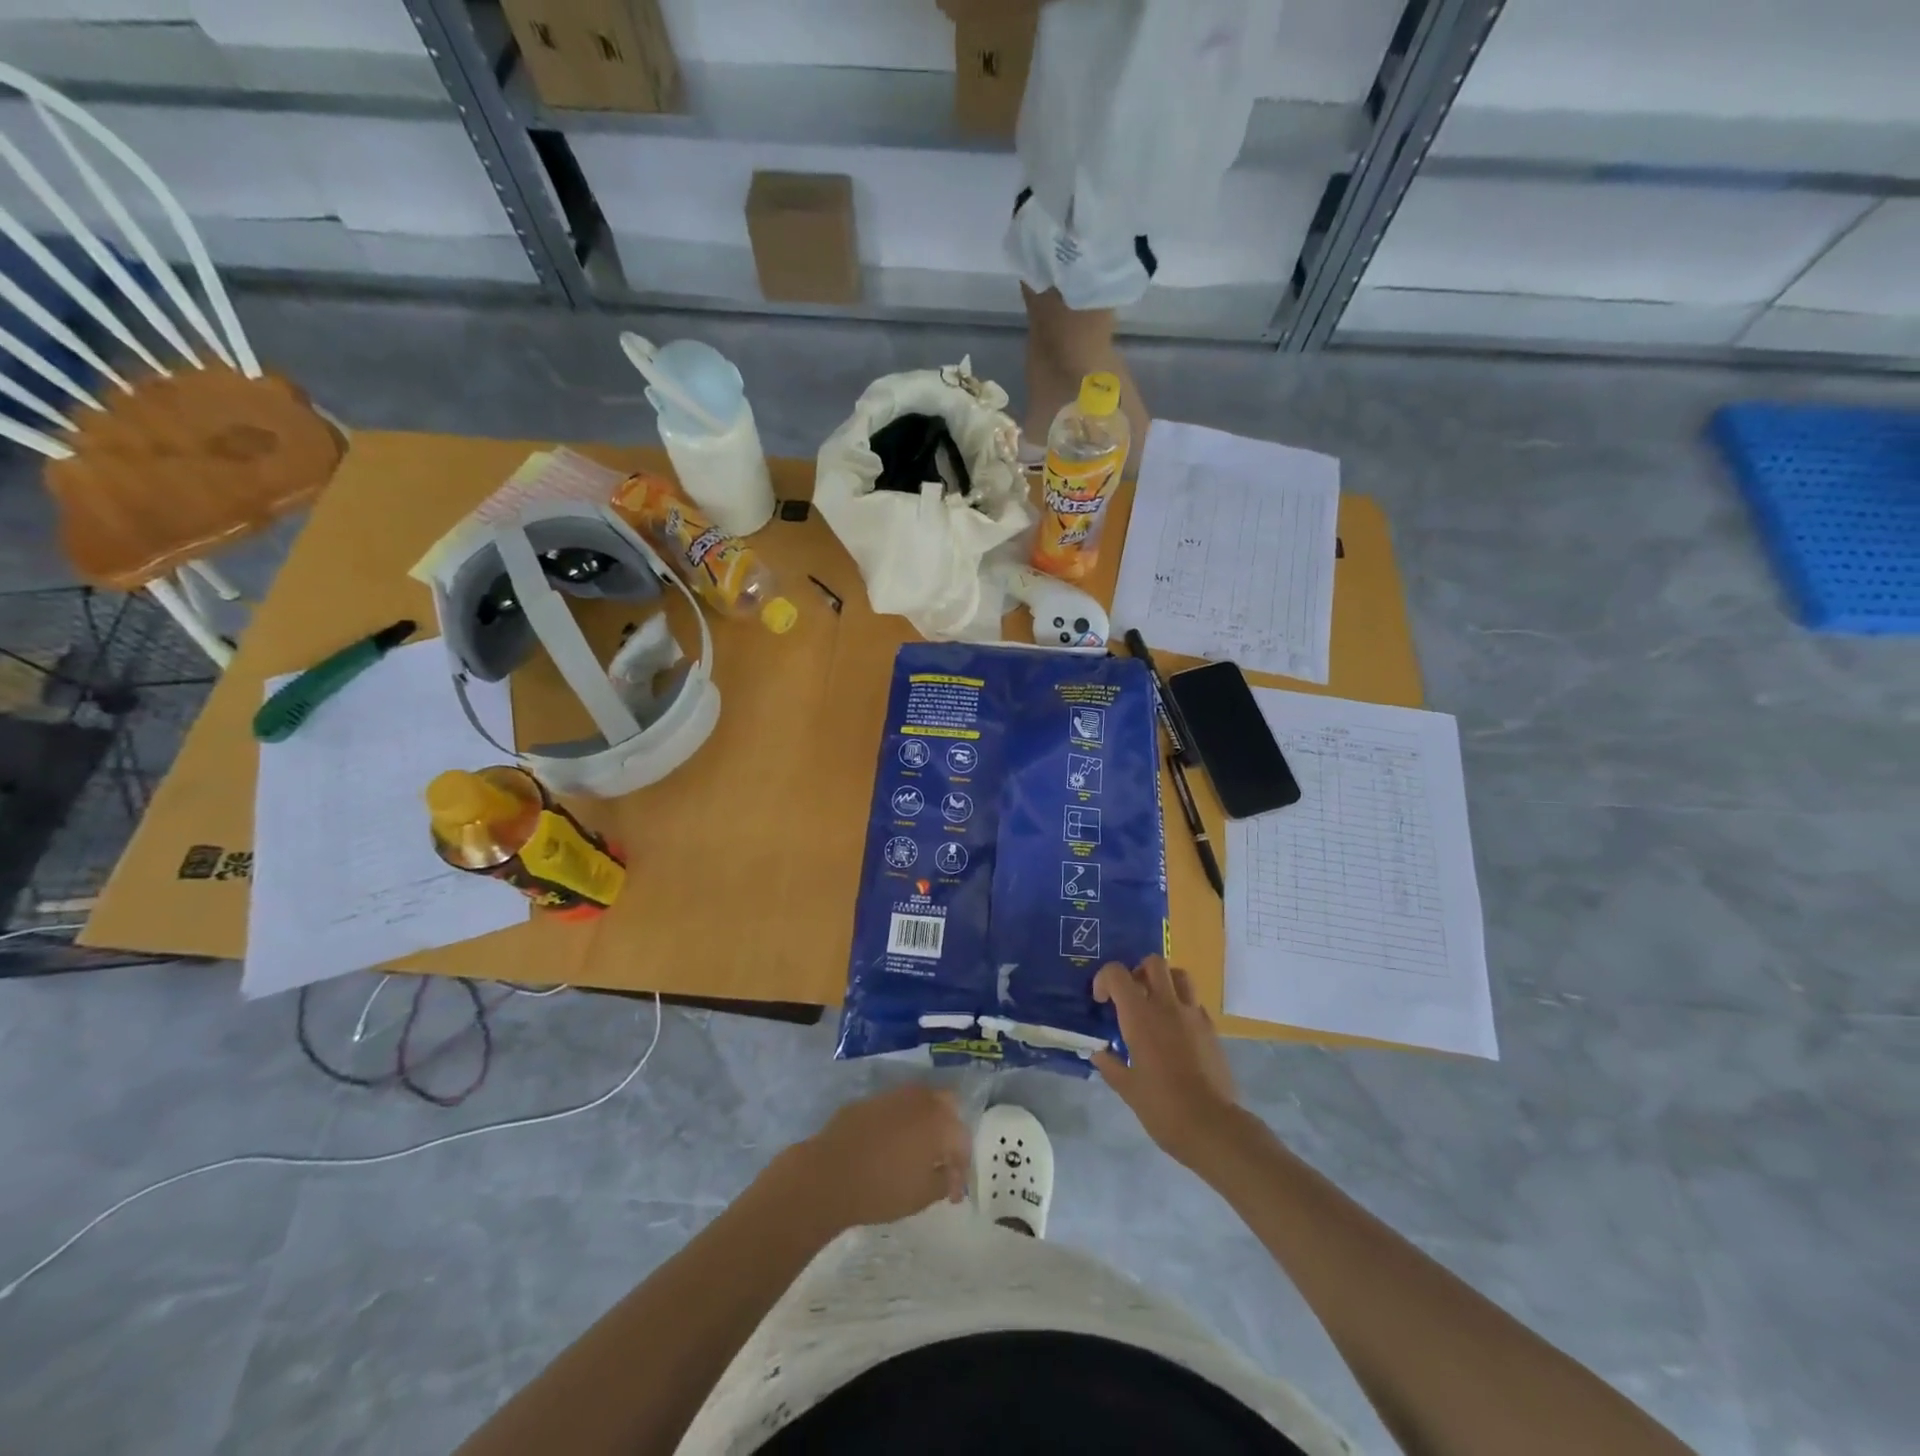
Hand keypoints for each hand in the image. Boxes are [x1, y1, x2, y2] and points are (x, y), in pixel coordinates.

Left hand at [785, 1084, 971, 1231]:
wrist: (829, 1174)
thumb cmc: (882, 1187)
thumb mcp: (922, 1195)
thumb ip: (944, 1182)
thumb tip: (948, 1175)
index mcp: (939, 1120)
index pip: (962, 1140)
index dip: (961, 1169)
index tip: (953, 1194)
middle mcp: (920, 1099)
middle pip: (947, 1106)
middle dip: (949, 1132)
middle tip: (941, 1160)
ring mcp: (893, 1095)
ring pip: (920, 1103)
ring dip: (925, 1124)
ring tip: (916, 1153)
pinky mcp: (870, 1100)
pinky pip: (895, 1108)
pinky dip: (900, 1124)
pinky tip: (890, 1146)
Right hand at [1092, 957, 1238, 1167]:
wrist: (1212, 1125)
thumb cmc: (1162, 1106)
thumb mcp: (1127, 1089)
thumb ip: (1110, 1065)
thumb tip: (1099, 1053)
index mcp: (1140, 1016)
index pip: (1117, 974)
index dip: (1104, 979)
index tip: (1101, 1000)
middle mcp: (1167, 1006)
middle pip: (1154, 963)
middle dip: (1138, 971)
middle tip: (1131, 994)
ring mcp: (1193, 1015)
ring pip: (1180, 975)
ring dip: (1165, 981)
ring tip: (1155, 1004)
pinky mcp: (1212, 1029)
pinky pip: (1195, 1003)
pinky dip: (1182, 1006)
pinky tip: (1176, 1032)